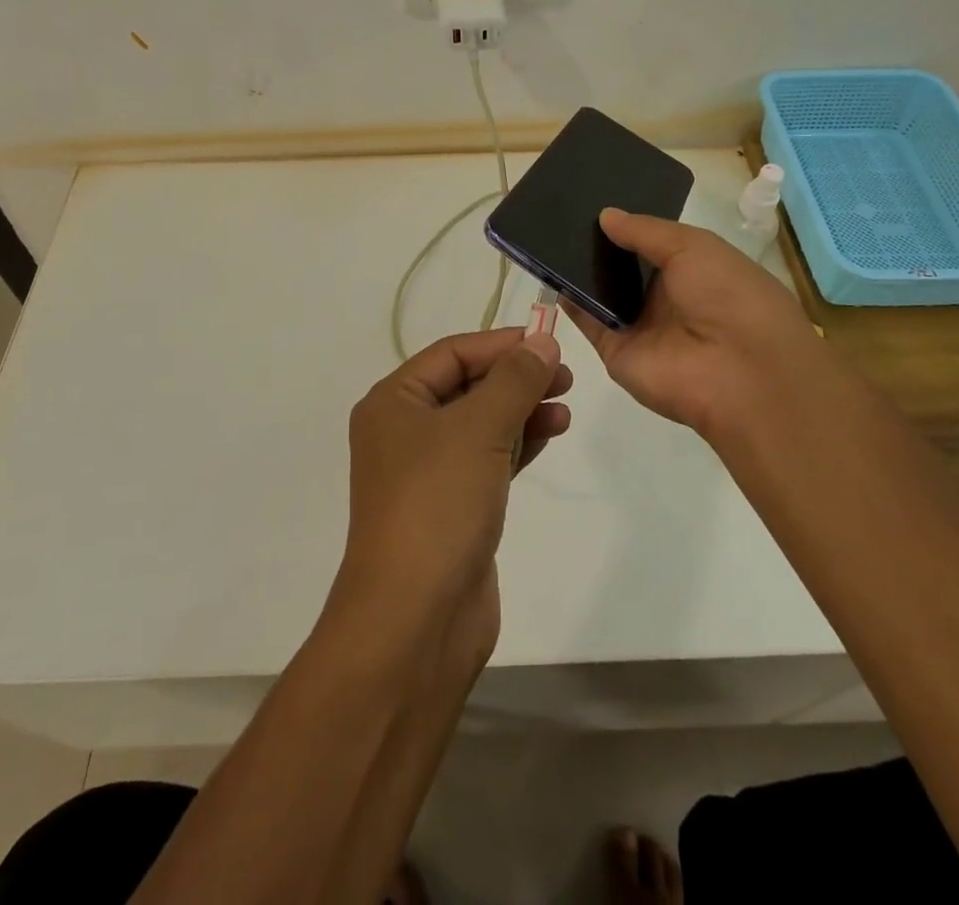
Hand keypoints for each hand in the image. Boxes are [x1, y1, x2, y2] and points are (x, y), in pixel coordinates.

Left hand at [336, 328, 570, 618]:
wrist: (416, 617)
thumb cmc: (438, 504)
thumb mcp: (478, 429)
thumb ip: (513, 380)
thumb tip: (541, 341)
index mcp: (393, 402)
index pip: (452, 354)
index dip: (501, 344)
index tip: (549, 341)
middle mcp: (405, 431)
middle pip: (467, 386)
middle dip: (515, 377)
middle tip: (565, 376)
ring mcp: (428, 471)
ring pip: (481, 423)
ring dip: (521, 409)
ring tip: (565, 405)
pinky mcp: (452, 506)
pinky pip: (489, 458)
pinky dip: (519, 443)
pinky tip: (551, 433)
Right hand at [562, 208, 820, 436]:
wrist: (739, 372)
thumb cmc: (728, 295)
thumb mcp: (693, 247)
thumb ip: (645, 231)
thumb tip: (605, 215)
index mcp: (693, 270)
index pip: (652, 243)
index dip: (626, 224)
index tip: (591, 200)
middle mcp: (665, 298)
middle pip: (623, 267)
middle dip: (596, 245)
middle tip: (558, 214)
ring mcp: (639, 327)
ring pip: (601, 294)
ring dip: (577, 270)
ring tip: (544, 236)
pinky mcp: (616, 352)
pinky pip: (588, 321)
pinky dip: (569, 301)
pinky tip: (548, 273)